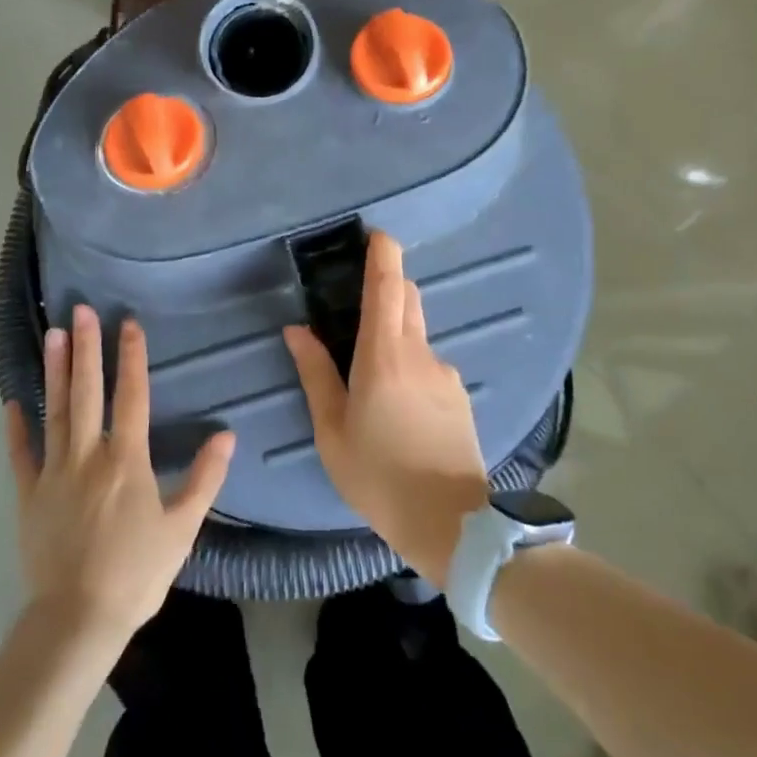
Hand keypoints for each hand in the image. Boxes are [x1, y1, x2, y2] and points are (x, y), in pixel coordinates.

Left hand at [3, 305, 233, 655]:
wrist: (78, 618)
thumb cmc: (137, 573)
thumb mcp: (183, 527)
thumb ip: (206, 477)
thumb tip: (227, 434)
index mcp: (126, 460)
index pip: (131, 396)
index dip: (130, 357)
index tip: (127, 324)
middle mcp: (88, 456)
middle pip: (87, 392)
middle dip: (85, 348)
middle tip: (80, 310)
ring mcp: (53, 473)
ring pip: (55, 412)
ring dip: (54, 372)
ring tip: (52, 335)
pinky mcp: (29, 495)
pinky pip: (21, 455)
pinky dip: (16, 428)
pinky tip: (12, 401)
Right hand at [283, 232, 488, 584]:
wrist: (449, 522)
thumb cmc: (378, 475)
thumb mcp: (332, 429)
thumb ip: (315, 373)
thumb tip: (297, 330)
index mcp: (384, 356)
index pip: (387, 287)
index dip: (383, 254)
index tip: (376, 234)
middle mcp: (419, 353)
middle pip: (407, 299)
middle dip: (387, 286)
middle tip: (357, 300)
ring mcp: (445, 373)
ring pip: (417, 334)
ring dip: (396, 332)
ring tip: (371, 374)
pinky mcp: (459, 395)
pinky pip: (429, 364)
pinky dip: (410, 364)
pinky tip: (398, 406)